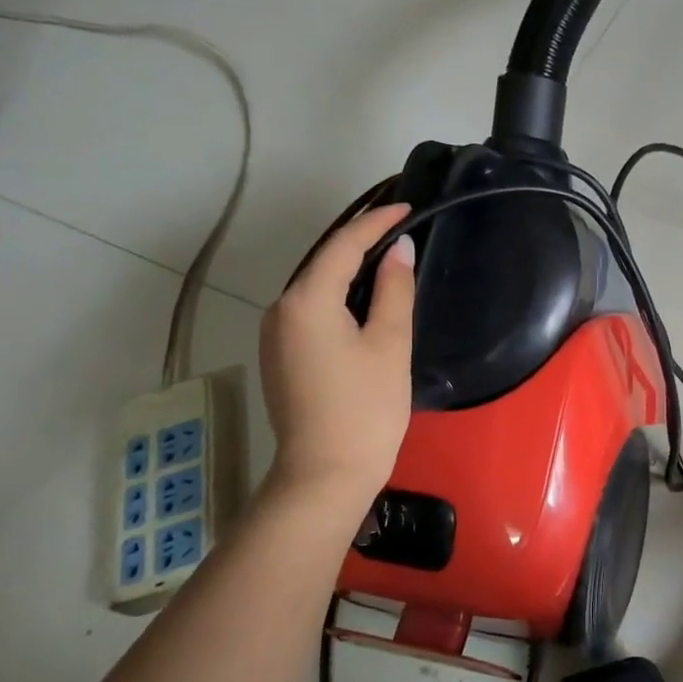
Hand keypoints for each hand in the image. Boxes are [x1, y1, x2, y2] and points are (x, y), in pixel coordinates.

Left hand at [259, 203, 414, 507]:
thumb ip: (393, 289)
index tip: (407, 207)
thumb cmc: (366, 408)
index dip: (376, 222)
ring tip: (388, 261)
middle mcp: (280, 310)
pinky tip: (364, 304)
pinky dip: (338, 298)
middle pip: (324, 263)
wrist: (326, 474)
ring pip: (316, 288)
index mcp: (307, 301)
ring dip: (349, 272)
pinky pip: (311, 311)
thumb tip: (398, 249)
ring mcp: (275, 335)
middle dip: (360, 243)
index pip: (343, 245)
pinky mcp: (280, 358)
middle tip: (400, 230)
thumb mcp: (390, 343)